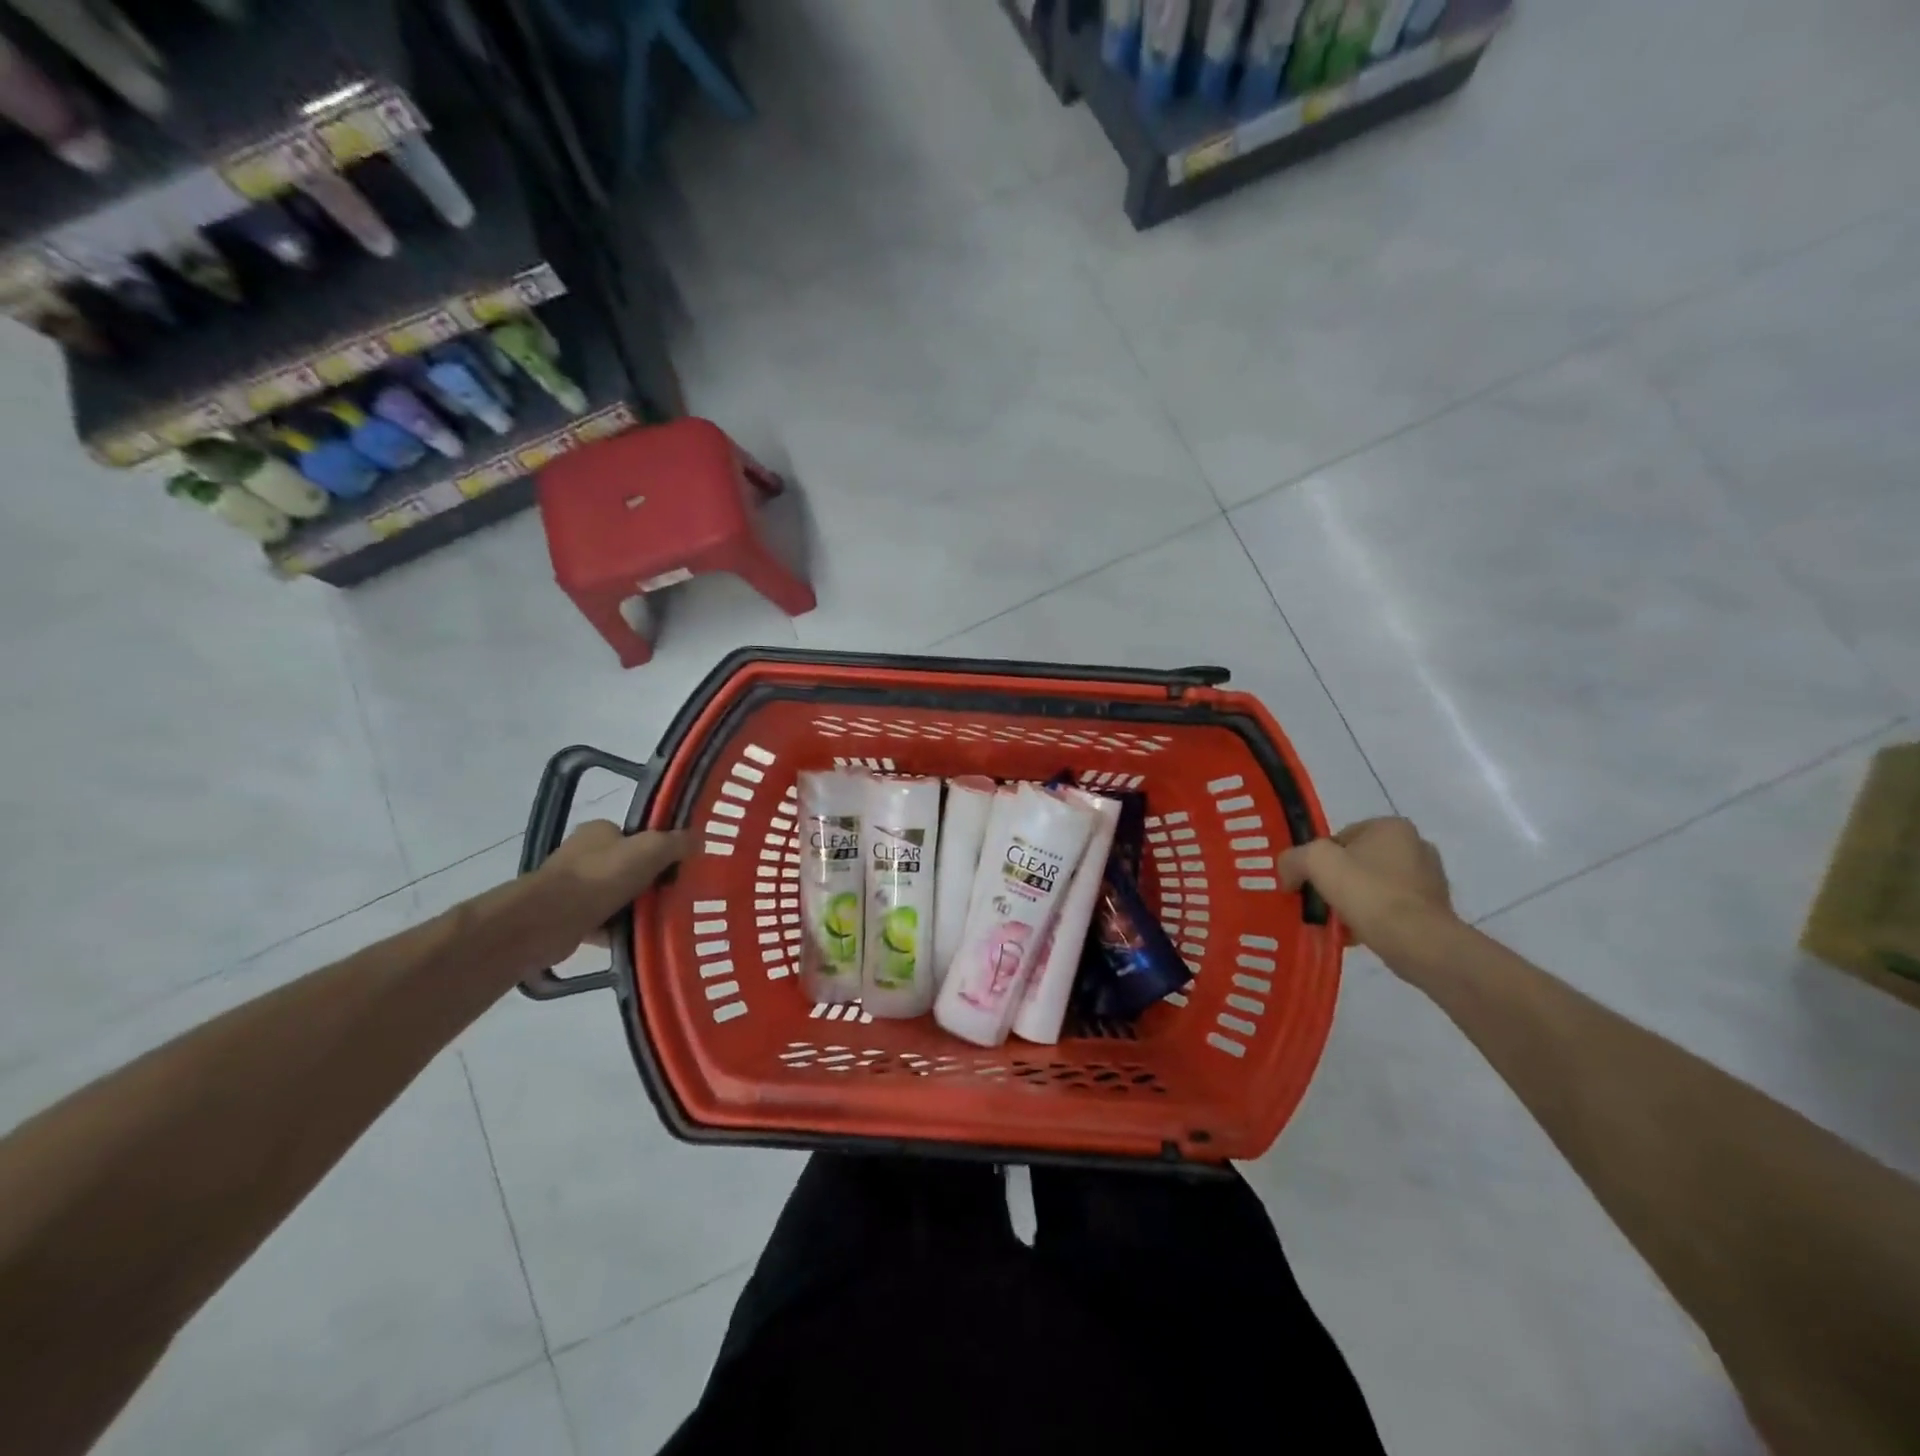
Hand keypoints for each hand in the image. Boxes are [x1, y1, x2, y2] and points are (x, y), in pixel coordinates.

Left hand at [524, 821, 692, 964]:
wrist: (549, 920)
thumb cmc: (601, 876)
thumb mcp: (651, 849)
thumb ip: (676, 842)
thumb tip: (698, 839)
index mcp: (599, 831)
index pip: (635, 836)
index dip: (658, 849)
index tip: (678, 867)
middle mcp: (583, 854)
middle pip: (627, 867)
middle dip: (649, 882)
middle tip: (676, 895)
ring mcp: (572, 887)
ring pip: (616, 896)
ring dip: (635, 908)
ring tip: (662, 921)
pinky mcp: (567, 917)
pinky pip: (603, 922)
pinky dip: (618, 931)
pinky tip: (638, 940)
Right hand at [1278, 817, 1457, 951]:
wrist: (1418, 942)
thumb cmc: (1368, 892)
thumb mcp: (1316, 862)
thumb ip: (1293, 859)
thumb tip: (1288, 874)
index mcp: (1392, 826)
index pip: (1341, 836)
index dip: (1320, 859)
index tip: (1311, 882)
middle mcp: (1416, 845)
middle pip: (1358, 862)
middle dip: (1338, 881)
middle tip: (1321, 901)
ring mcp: (1430, 878)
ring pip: (1374, 886)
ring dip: (1355, 901)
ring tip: (1339, 922)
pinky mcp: (1436, 909)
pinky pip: (1392, 908)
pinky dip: (1374, 918)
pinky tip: (1360, 933)